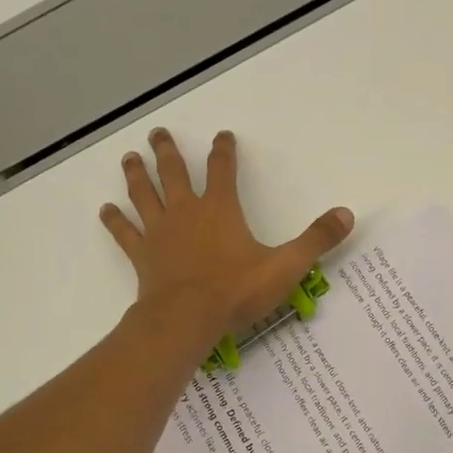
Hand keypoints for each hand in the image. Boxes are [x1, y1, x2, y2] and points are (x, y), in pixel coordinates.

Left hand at [100, 129, 353, 334]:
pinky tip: (105, 209)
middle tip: (159, 133)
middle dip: (168, 151)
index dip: (224, 151)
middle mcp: (186, 212)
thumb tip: (346, 214)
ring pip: (144, 194)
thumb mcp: (285, 266)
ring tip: (129, 157)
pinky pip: (125, 232)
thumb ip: (316, 240)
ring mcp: (160, 232)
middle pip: (174, 172)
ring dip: (137, 174)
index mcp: (220, 209)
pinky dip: (115, 220)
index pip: (222, 169)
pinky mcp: (143, 255)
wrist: (187, 319)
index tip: (222, 135)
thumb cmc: (236, 291)